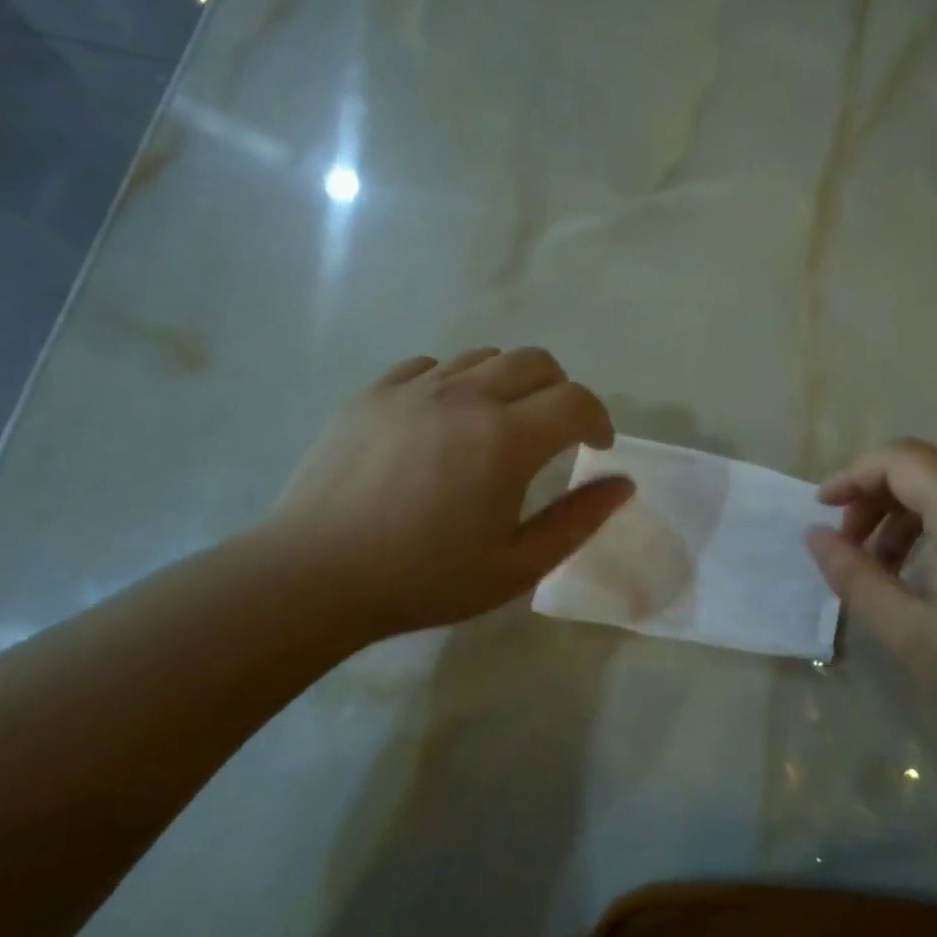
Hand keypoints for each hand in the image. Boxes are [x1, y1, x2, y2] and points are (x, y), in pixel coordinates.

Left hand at [250, 347, 632, 642]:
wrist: (313, 577)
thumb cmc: (424, 579)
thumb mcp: (517, 566)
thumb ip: (578, 521)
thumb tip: (622, 484)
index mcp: (505, 438)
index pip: (576, 401)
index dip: (598, 420)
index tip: (596, 448)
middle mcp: (465, 397)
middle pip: (535, 362)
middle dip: (560, 391)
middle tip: (554, 433)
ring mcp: (413, 389)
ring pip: (483, 357)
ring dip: (510, 383)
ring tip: (499, 426)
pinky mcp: (372, 394)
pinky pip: (430, 367)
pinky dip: (455, 383)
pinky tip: (443, 421)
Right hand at [805, 439, 936, 766]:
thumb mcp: (912, 634)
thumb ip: (855, 578)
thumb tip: (815, 537)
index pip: (900, 459)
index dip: (853, 477)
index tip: (823, 511)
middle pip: (925, 464)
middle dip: (876, 494)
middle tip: (850, 543)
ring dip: (908, 509)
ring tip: (886, 564)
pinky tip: (932, 569)